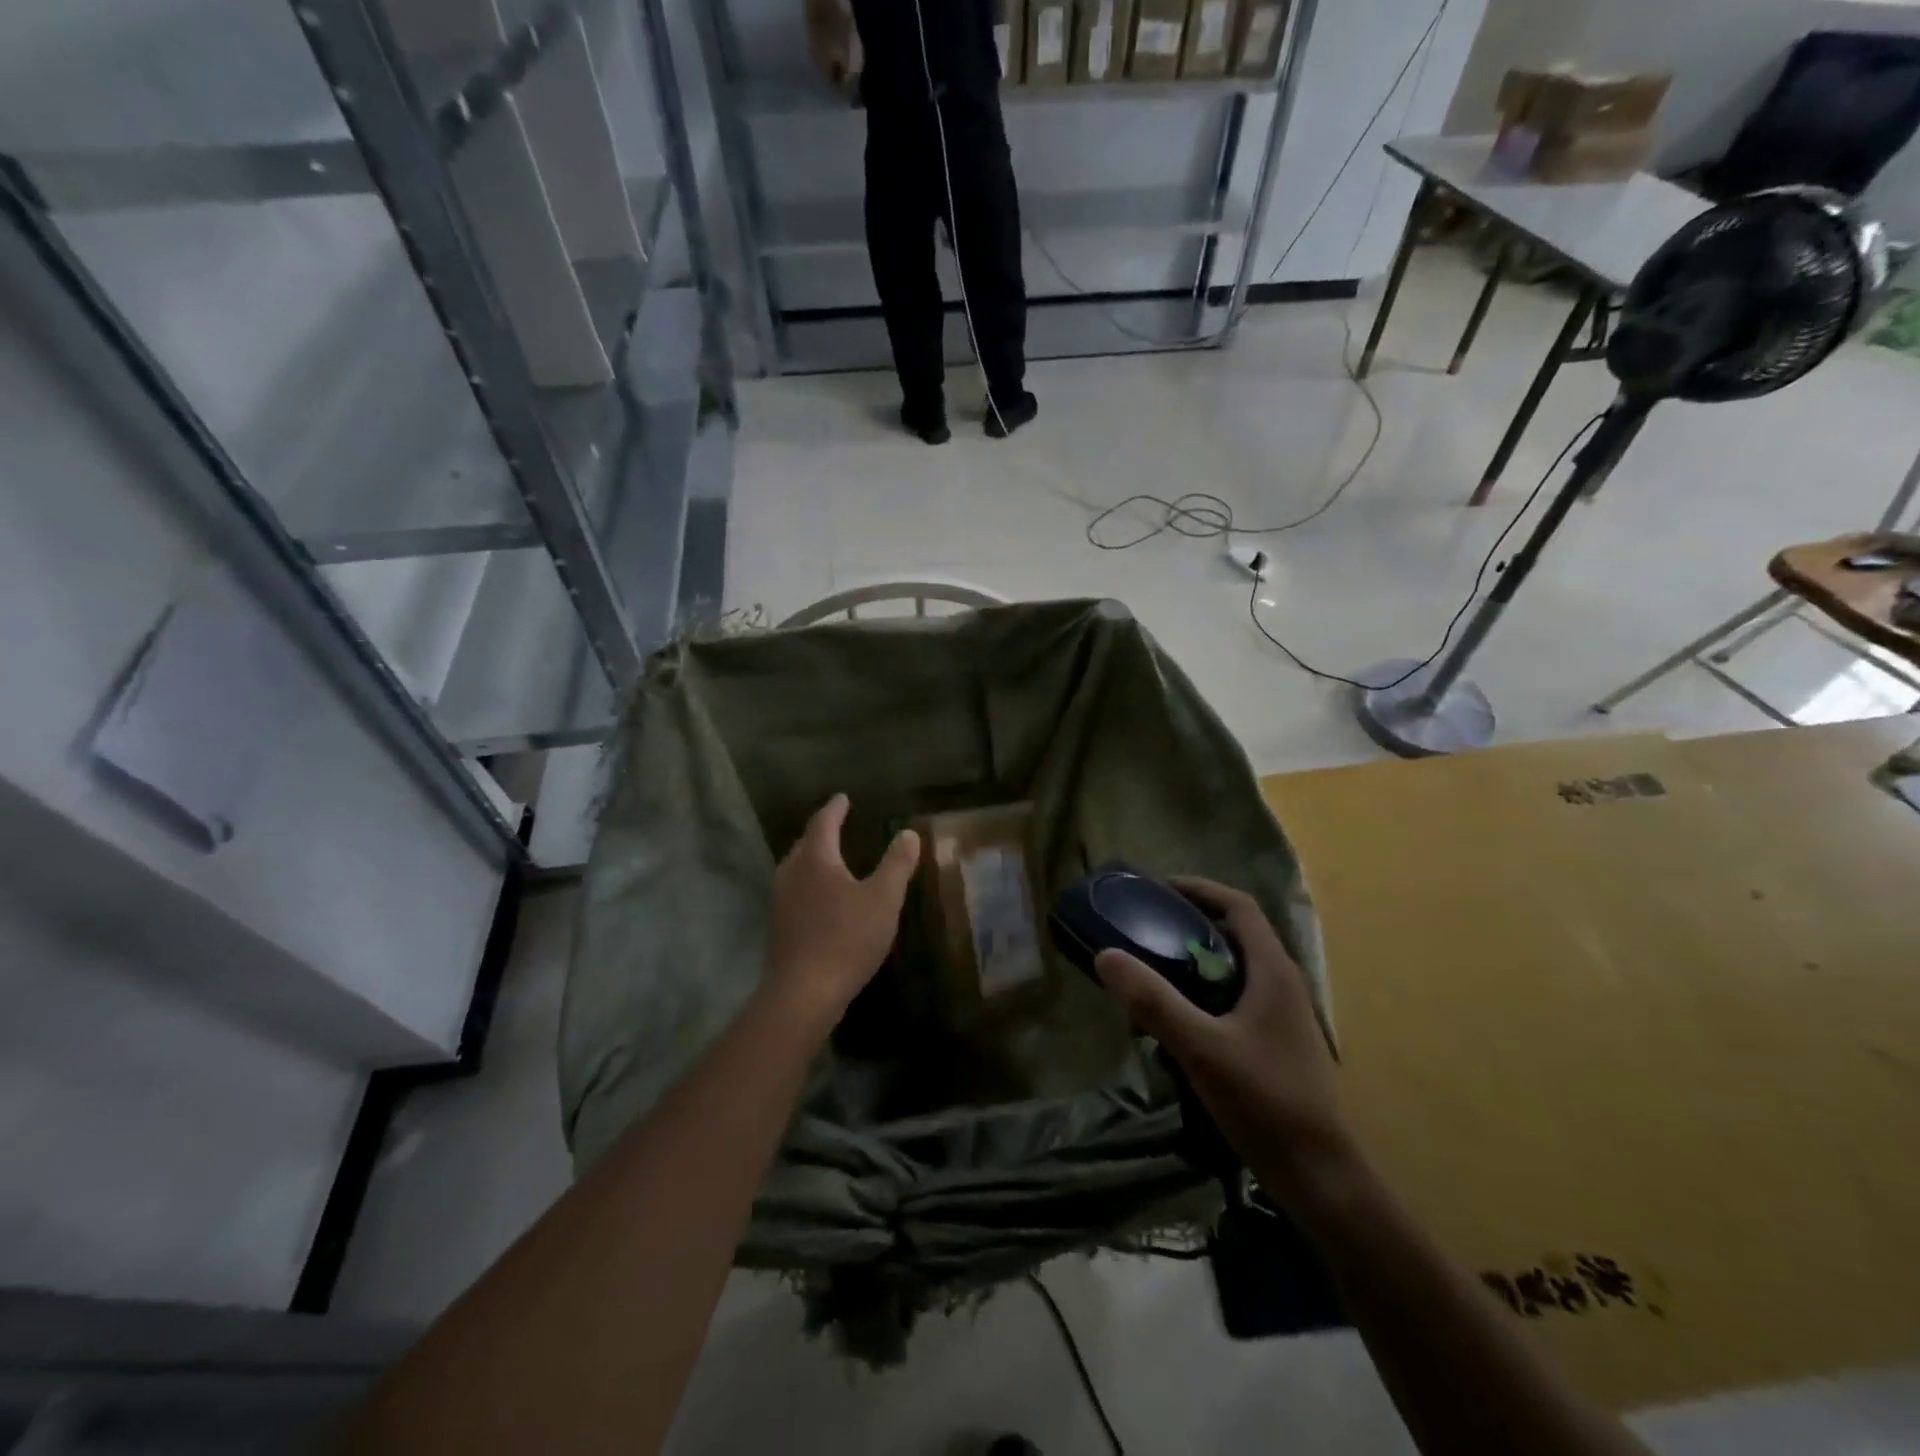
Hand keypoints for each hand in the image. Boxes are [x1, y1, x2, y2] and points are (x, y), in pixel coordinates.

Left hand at [764, 794, 919, 1034]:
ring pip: (797, 868)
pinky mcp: (779, 926)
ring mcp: (780, 900)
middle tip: (837, 824)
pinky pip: (795, 890)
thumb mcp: (883, 898)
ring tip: (831, 858)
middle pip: (805, 843)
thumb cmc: (847, 938)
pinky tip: (821, 897)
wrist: (804, 992)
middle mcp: (791, 873)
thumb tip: (908, 832)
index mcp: (815, 859)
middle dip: (821, 832)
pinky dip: (809, 882)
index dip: (835, 809)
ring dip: (813, 858)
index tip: (843, 798)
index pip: (823, 823)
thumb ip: (897, 863)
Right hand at [1093, 876, 1355, 1201]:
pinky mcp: (1276, 1044)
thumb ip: (1154, 1001)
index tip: (1158, 890)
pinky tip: (1177, 1026)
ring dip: (1194, 964)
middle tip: (1145, 931)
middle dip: (1189, 925)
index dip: (1199, 889)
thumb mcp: (1201, 1049)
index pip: (1239, 907)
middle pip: (1235, 935)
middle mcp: (1282, 985)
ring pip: (1233, 970)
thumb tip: (1106, 955)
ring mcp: (1282, 1017)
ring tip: (1152, 976)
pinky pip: (1234, 1000)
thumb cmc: (1265, 1102)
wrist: (1320, 1178)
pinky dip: (1203, 996)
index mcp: (1273, 972)